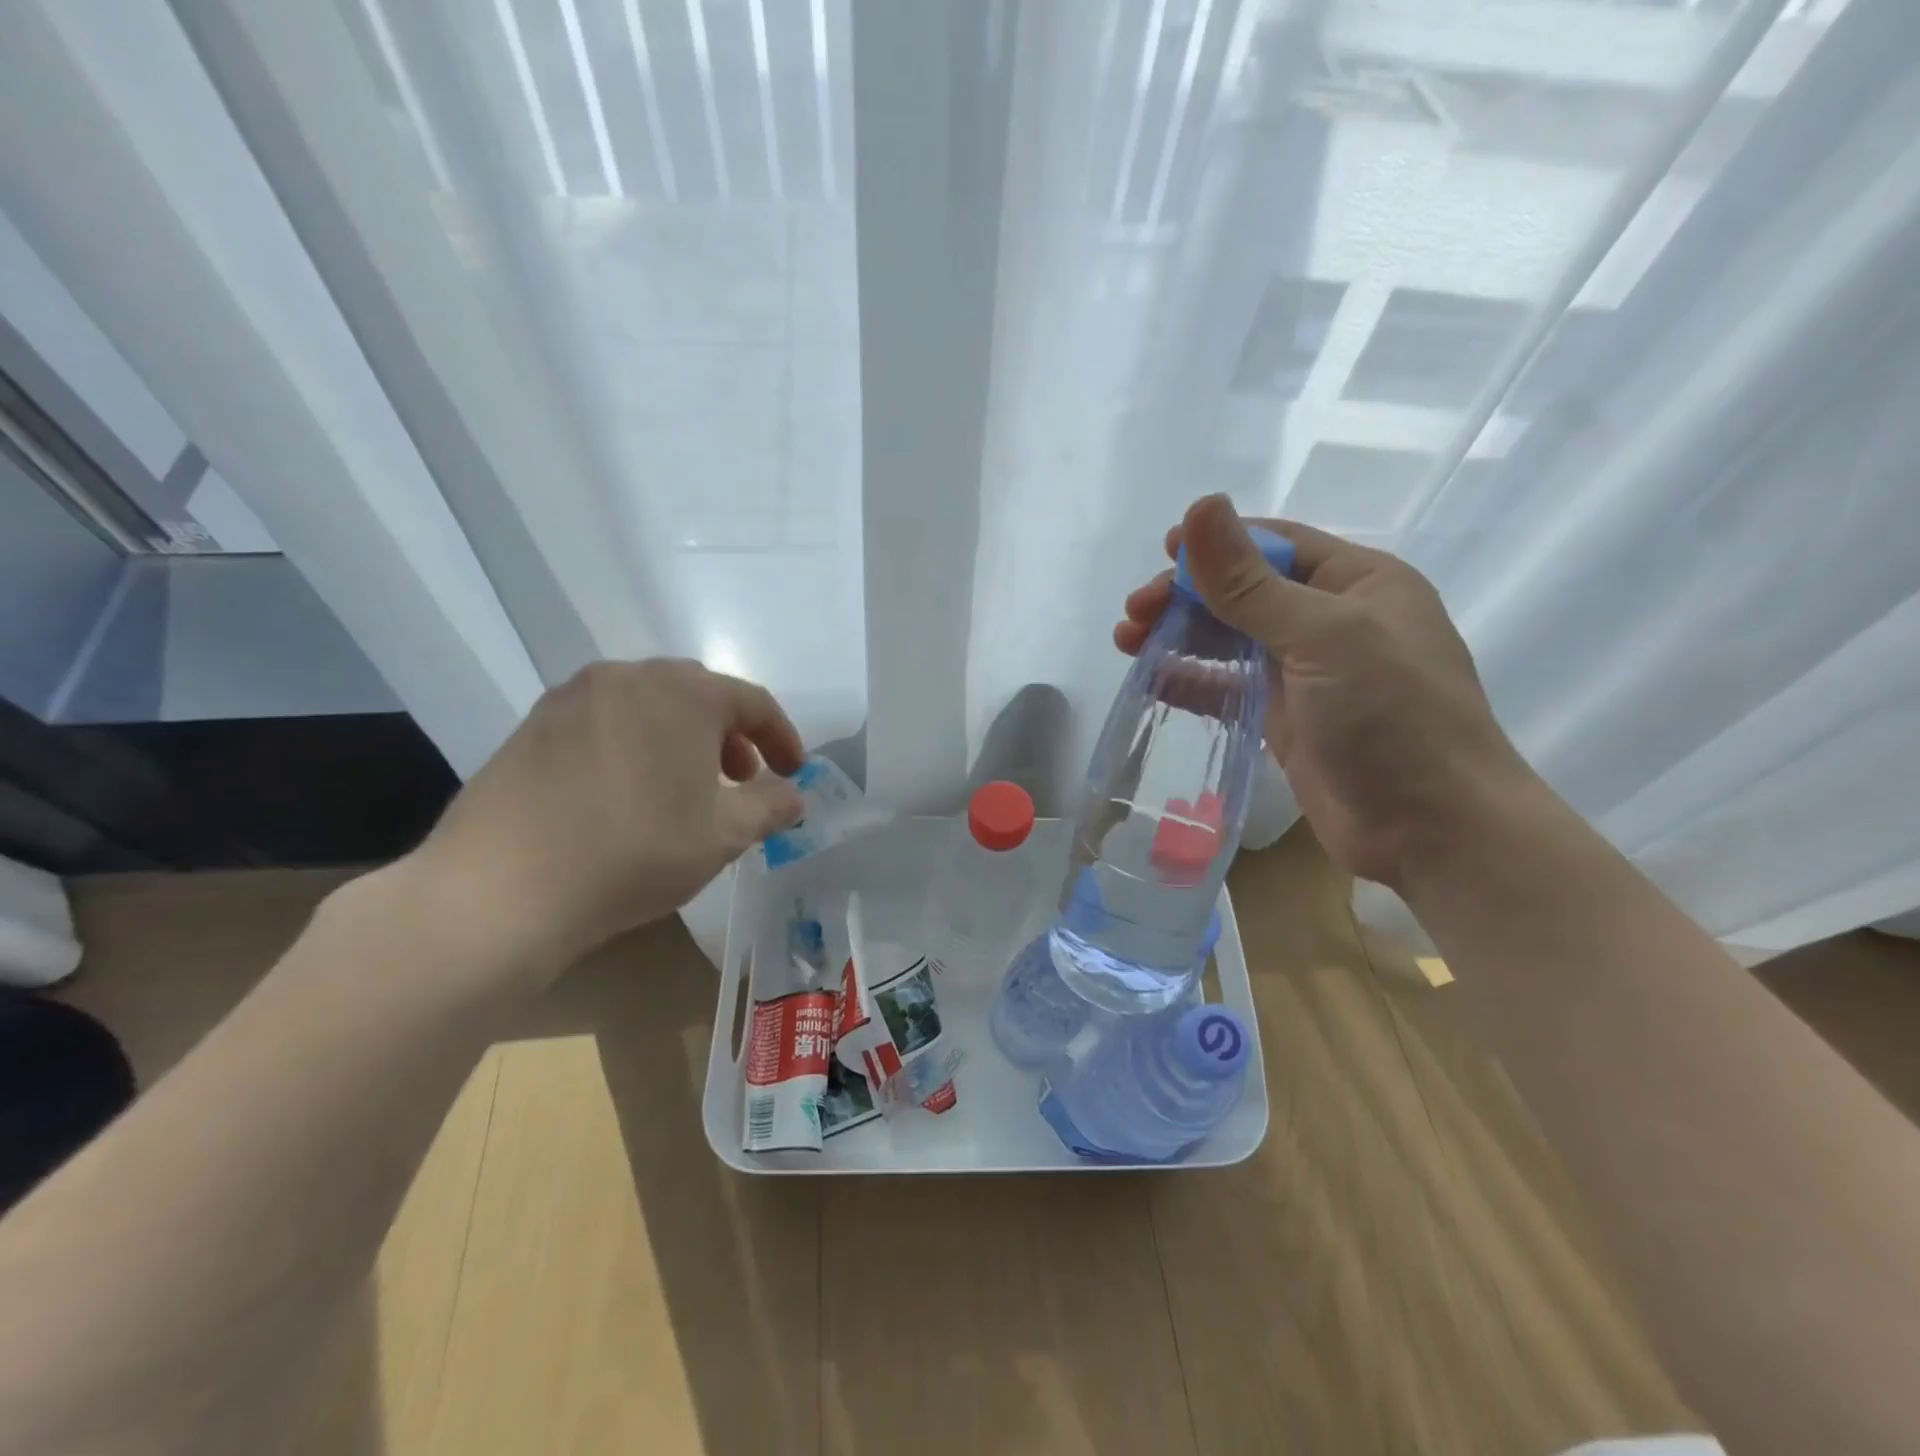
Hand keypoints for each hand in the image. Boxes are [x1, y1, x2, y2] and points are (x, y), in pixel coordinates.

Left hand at [412, 658, 805, 973]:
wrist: (501, 888)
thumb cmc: (635, 852)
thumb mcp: (724, 835)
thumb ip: (771, 806)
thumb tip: (793, 796)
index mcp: (684, 692)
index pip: (752, 702)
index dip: (782, 737)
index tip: (794, 772)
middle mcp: (629, 677)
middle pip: (699, 695)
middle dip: (730, 735)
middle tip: (741, 779)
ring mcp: (574, 697)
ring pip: (649, 705)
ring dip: (681, 737)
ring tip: (686, 787)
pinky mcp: (534, 725)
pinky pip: (605, 721)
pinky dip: (635, 744)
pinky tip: (629, 792)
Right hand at [1115, 494, 1533, 886]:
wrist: (1433, 830)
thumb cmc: (1392, 716)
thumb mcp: (1321, 636)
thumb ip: (1250, 582)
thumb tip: (1200, 506)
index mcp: (1358, 582)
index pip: (1275, 545)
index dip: (1217, 544)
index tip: (1162, 552)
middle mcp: (1332, 621)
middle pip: (1244, 592)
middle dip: (1186, 595)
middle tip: (1133, 613)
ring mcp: (1309, 674)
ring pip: (1231, 639)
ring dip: (1180, 635)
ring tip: (1127, 641)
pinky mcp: (1286, 721)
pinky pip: (1229, 687)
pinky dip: (1191, 680)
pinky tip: (1152, 679)